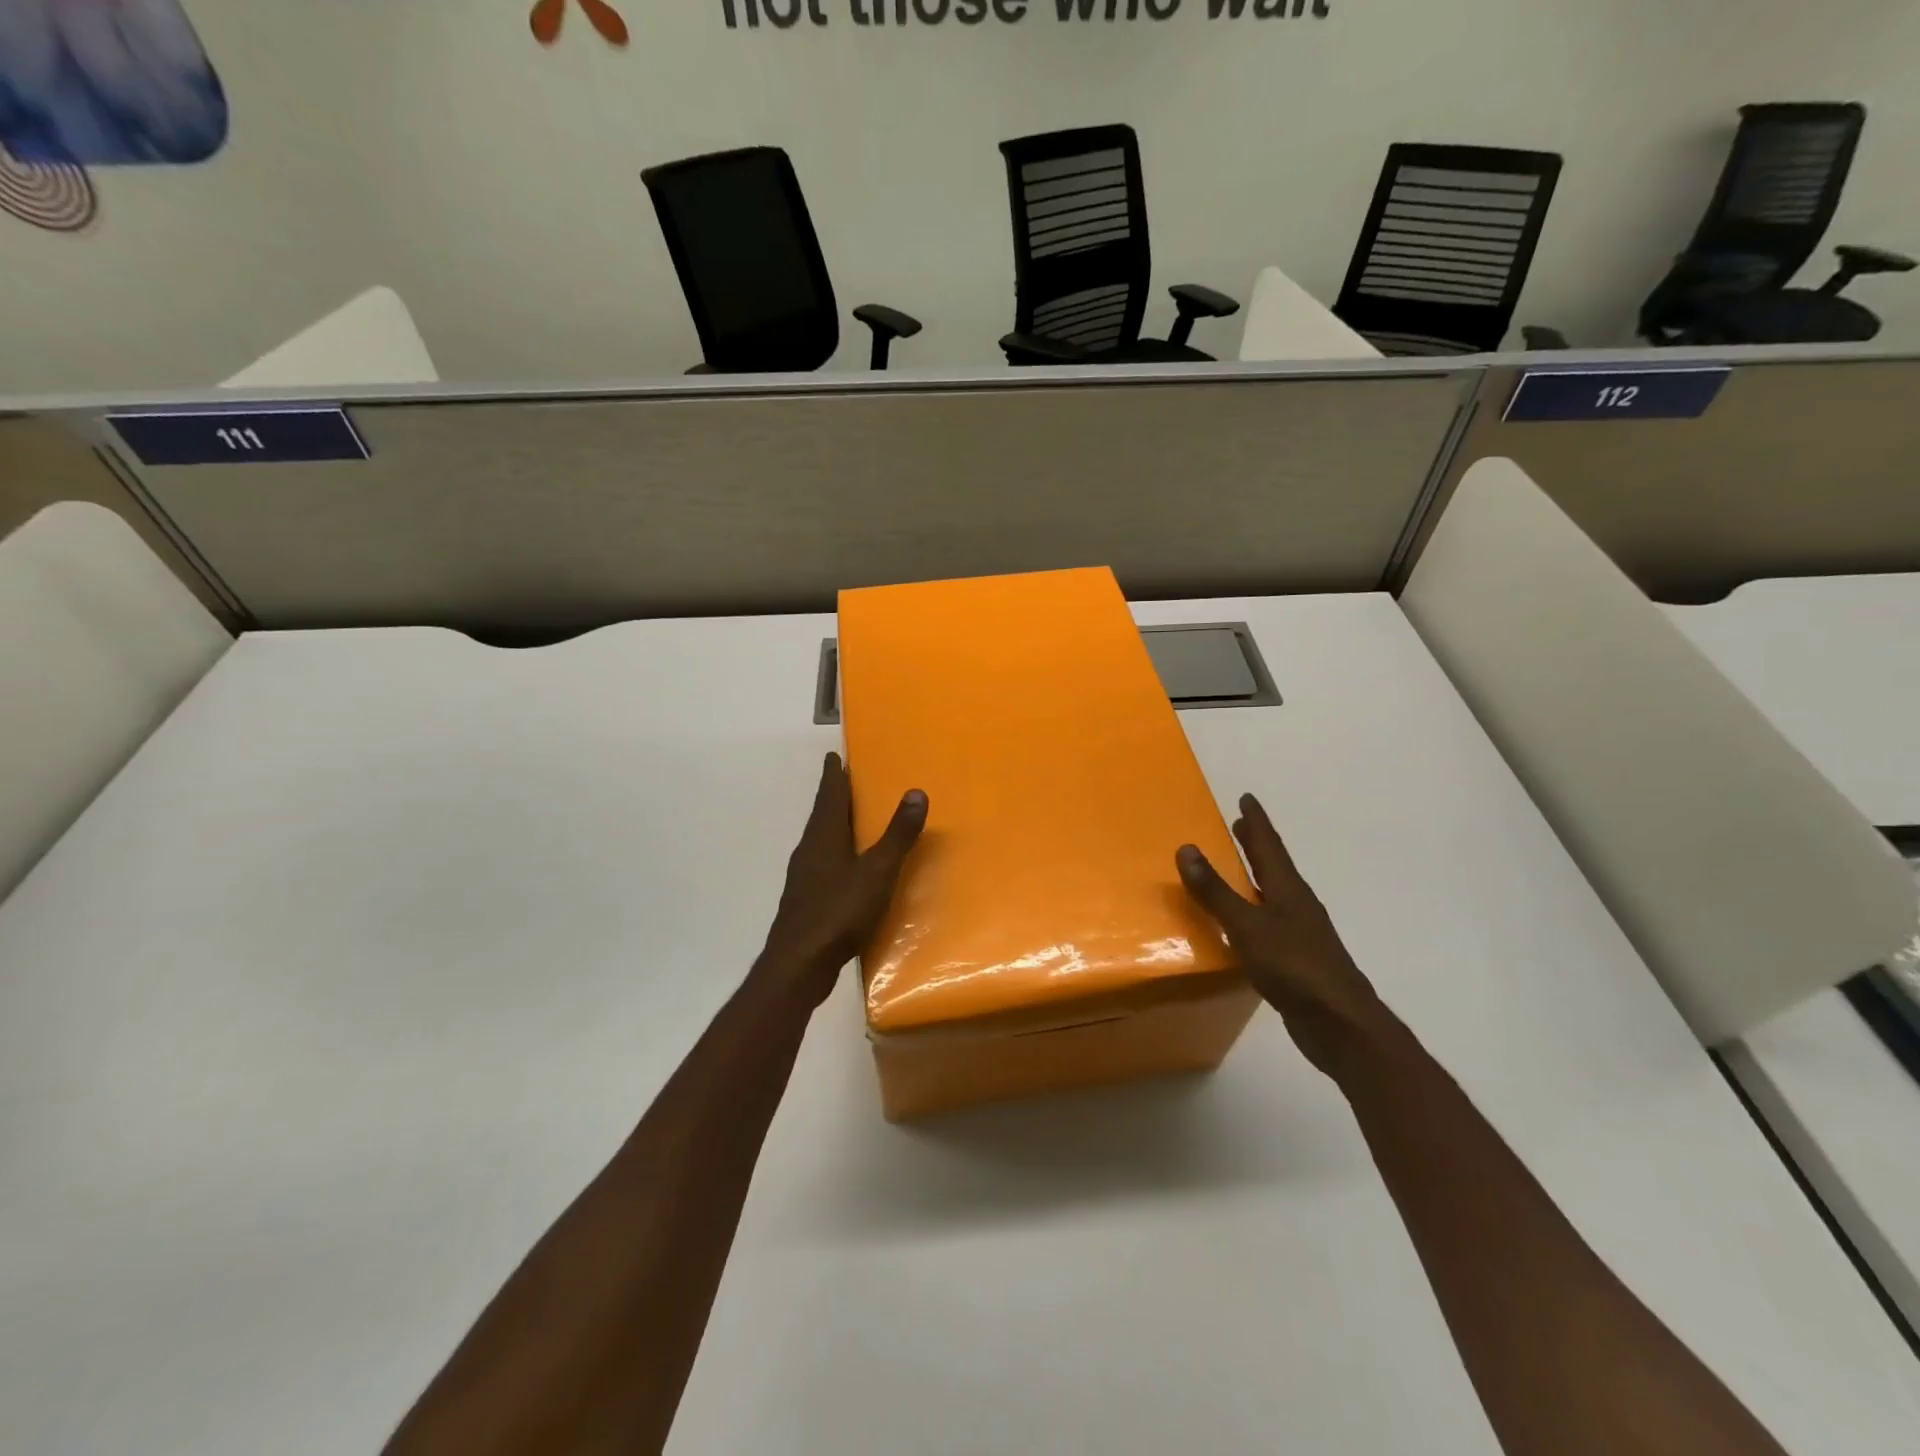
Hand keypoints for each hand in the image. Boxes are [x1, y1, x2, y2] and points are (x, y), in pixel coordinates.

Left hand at [755, 753, 927, 1008]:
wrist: (799, 964)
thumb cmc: (839, 911)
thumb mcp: (878, 871)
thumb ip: (898, 834)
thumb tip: (916, 792)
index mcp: (823, 836)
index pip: (829, 795)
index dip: (833, 775)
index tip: (834, 756)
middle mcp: (809, 850)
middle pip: (822, 815)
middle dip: (833, 796)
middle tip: (847, 781)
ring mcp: (804, 877)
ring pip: (820, 840)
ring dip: (833, 825)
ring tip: (851, 819)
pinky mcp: (806, 900)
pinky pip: (822, 864)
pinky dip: (835, 853)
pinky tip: (847, 868)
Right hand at [1176, 793, 1387, 1075]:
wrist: (1341, 1024)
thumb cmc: (1294, 967)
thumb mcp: (1247, 926)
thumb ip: (1216, 892)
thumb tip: (1187, 848)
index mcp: (1288, 890)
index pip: (1269, 846)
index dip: (1256, 822)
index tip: (1247, 798)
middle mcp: (1297, 905)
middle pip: (1274, 866)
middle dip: (1256, 845)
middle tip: (1240, 825)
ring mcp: (1300, 934)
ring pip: (1273, 894)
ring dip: (1255, 877)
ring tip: (1236, 869)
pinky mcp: (1297, 961)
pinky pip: (1269, 923)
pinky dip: (1253, 912)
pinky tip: (1242, 925)